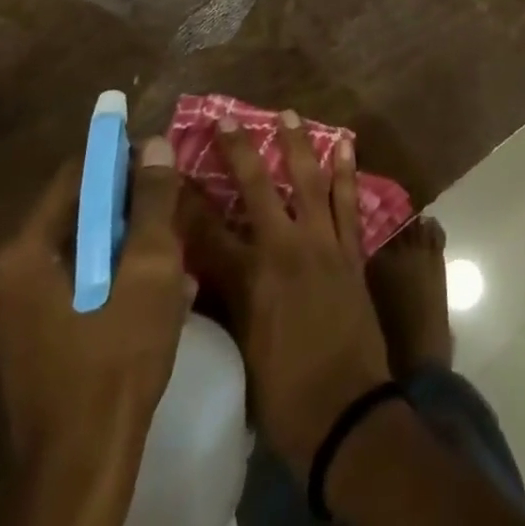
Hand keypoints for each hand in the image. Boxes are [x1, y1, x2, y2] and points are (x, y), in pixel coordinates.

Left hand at [0, 138, 187, 525]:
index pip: (78, 175)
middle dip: (130, 205)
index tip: (164, 163)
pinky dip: (113, 275)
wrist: (84, 467)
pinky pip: (77, 284)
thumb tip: (155, 143)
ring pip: (82, 250)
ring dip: (127, 242)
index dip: (123, 160)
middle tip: (175, 208)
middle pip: (79, 213)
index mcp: (25, 254)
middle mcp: (9, 277)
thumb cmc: (116, 357)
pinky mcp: (31, 342)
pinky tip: (155, 290)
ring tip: (173, 249)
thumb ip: (152, 201)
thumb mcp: (149, 267)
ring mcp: (16, 315)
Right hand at [201, 111, 392, 471]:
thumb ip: (227, 300)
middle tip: (228, 118)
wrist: (346, 412)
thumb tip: (208, 270)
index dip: (188, 199)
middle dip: (239, 151)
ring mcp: (321, 243)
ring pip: (308, 181)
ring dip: (298, 145)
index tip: (174, 168)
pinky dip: (346, 172)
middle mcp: (283, 248)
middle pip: (256, 188)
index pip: (207, 229)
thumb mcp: (241, 348)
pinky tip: (345, 145)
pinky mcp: (350, 249)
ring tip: (290, 114)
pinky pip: (348, 201)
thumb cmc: (283, 392)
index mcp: (248, 278)